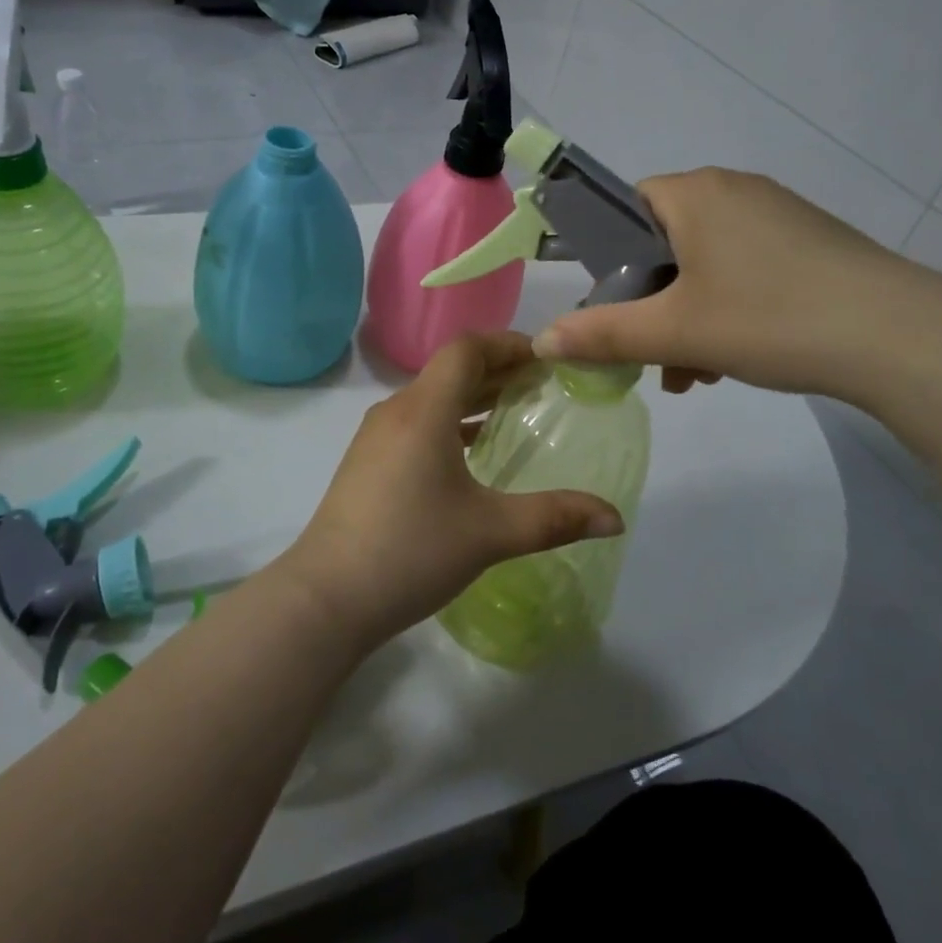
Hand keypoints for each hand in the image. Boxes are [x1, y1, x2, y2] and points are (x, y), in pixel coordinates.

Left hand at [274, 333, 622, 651]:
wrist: (326, 598)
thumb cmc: (410, 551)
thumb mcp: (490, 533)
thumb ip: (555, 518)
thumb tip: (616, 519)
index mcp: (423, 410)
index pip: (467, 349)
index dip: (508, 344)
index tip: (547, 358)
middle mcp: (396, 411)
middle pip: (450, 369)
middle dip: (498, 369)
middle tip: (544, 384)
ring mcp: (376, 437)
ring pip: (432, 397)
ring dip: (473, 396)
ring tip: (516, 410)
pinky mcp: (368, 462)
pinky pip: (417, 423)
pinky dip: (451, 422)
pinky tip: (472, 452)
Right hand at [532, 167, 926, 400]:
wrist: (899, 337)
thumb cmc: (768, 318)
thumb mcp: (673, 332)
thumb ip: (602, 334)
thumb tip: (542, 340)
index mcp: (695, 192)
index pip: (627, 208)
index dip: (611, 259)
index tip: (618, 308)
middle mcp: (735, 190)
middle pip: (665, 242)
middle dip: (653, 302)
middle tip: (656, 354)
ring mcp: (779, 214)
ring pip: (707, 263)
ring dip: (689, 315)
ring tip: (697, 372)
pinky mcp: (811, 242)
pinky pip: (747, 269)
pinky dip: (730, 309)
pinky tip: (737, 358)